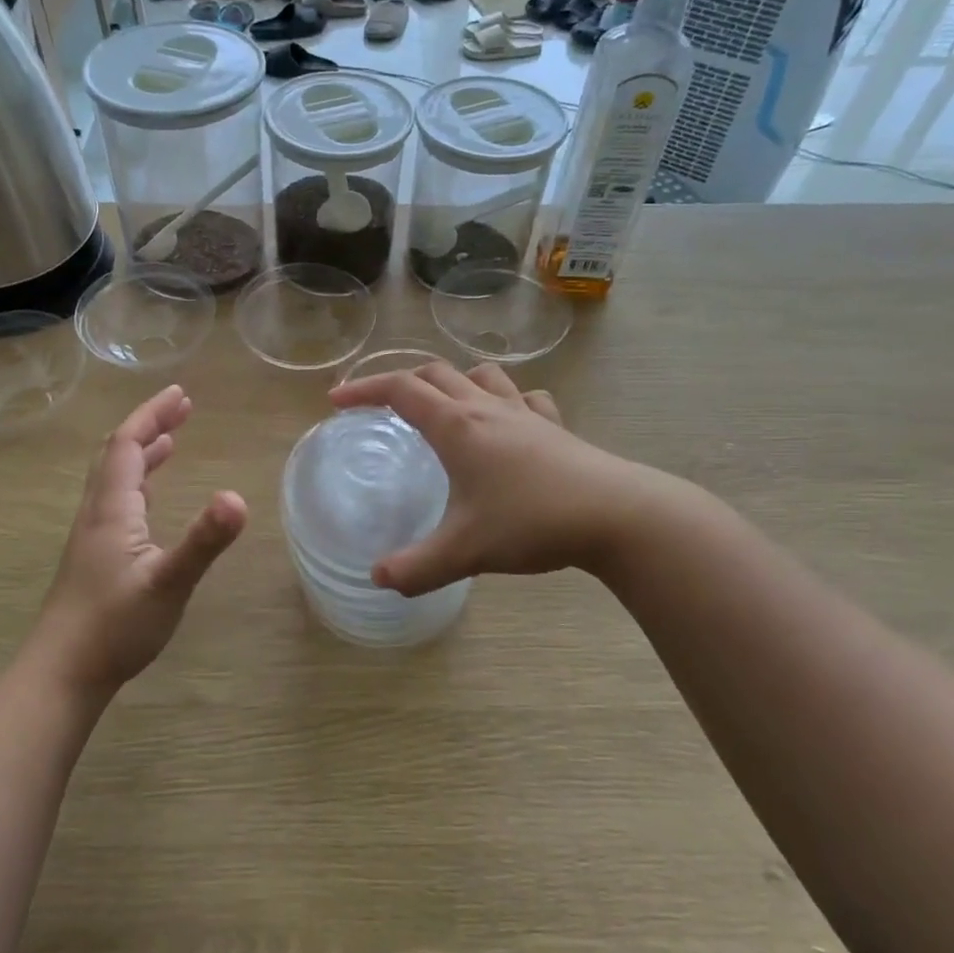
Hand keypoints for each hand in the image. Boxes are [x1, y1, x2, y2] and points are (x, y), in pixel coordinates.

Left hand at [28, 385, 246, 699]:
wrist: (62, 672)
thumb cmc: (114, 626)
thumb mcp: (168, 583)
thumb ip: (203, 541)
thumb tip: (238, 497)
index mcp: (112, 508)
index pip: (127, 444)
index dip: (152, 414)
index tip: (181, 393)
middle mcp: (97, 512)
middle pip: (117, 453)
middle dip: (149, 424)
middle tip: (181, 407)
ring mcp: (92, 536)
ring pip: (113, 478)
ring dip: (141, 452)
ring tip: (170, 440)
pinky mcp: (93, 557)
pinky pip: (115, 501)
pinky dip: (137, 483)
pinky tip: (149, 499)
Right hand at [327, 362, 682, 595]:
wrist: (617, 515)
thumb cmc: (532, 522)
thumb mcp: (464, 551)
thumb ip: (416, 567)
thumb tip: (378, 578)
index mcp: (456, 426)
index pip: (400, 390)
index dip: (363, 389)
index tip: (336, 400)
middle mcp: (486, 408)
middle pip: (435, 374)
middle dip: (401, 382)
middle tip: (381, 405)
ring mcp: (525, 413)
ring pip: (481, 375)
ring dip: (454, 381)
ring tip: (443, 406)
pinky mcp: (555, 427)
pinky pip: (524, 397)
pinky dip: (505, 399)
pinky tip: (508, 422)